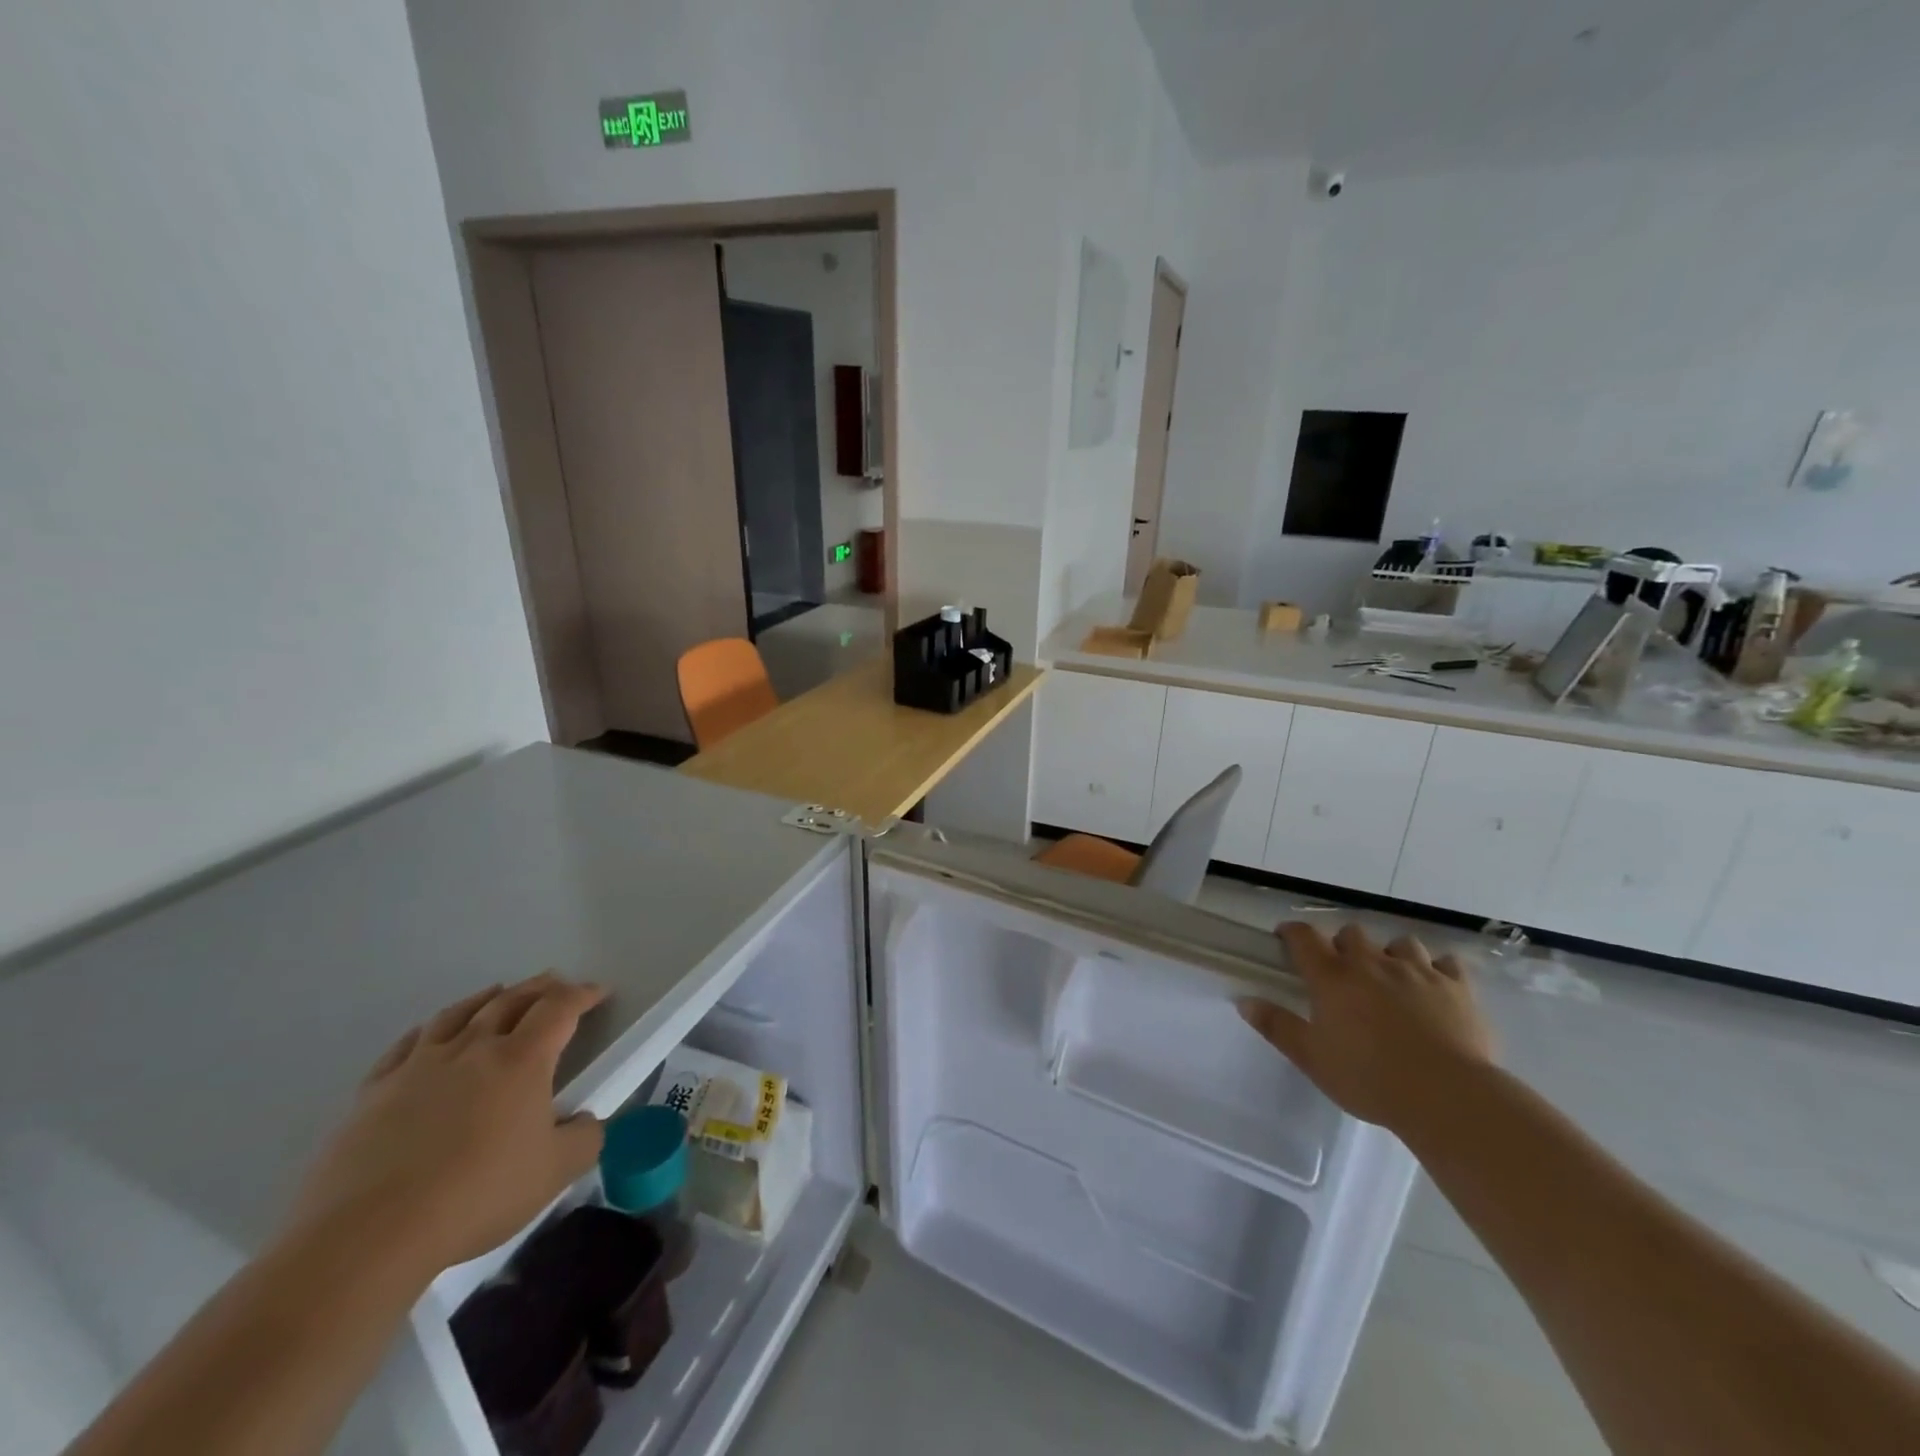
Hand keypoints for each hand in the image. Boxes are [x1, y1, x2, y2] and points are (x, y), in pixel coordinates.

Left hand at [283, 973, 608, 1282]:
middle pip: (511, 1000)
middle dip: (540, 988)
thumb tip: (586, 1122)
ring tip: (498, 992)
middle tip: (556, 983)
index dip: (582, 994)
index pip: (559, 1009)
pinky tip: (429, 1033)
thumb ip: (584, 1139)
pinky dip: (428, 1029)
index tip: (598, 991)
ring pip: (459, 1014)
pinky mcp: (374, 1091)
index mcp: (522, 1060)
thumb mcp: (554, 1172)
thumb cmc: (476, 1195)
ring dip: (486, 998)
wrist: (368, 1236)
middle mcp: (474, 1049)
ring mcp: (419, 1066)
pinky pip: (407, 1045)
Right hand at [1238, 922, 1494, 1134]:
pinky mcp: (1457, 988)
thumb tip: (1244, 1001)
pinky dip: (1438, 970)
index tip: (1285, 938)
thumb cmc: (1369, 1078)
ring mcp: (1418, 971)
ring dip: (1392, 954)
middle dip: (1344, 946)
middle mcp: (1372, 963)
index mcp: (1333, 977)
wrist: (1447, 1095)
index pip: (1304, 938)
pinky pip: (1447, 964)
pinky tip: (1435, 987)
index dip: (1292, 933)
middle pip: (1352, 934)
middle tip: (1343, 972)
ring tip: (1392, 977)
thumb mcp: (1312, 1058)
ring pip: (1401, 943)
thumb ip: (1277, 1026)